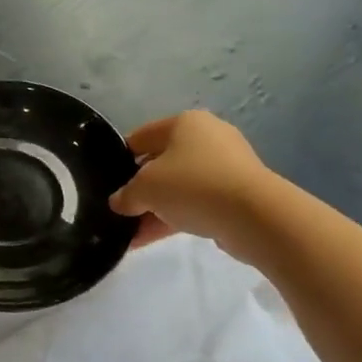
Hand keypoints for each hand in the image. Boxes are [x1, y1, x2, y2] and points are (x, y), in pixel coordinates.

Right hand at [110, 111, 271, 255]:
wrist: (254, 215)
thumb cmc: (193, 185)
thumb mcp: (145, 189)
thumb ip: (126, 195)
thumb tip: (119, 202)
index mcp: (184, 123)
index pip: (140, 137)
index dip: (119, 159)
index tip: (107, 183)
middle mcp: (207, 137)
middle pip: (161, 162)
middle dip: (140, 189)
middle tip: (120, 211)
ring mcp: (226, 166)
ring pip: (179, 186)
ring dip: (155, 209)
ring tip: (131, 234)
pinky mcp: (237, 193)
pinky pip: (197, 203)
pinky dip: (175, 217)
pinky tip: (151, 239)